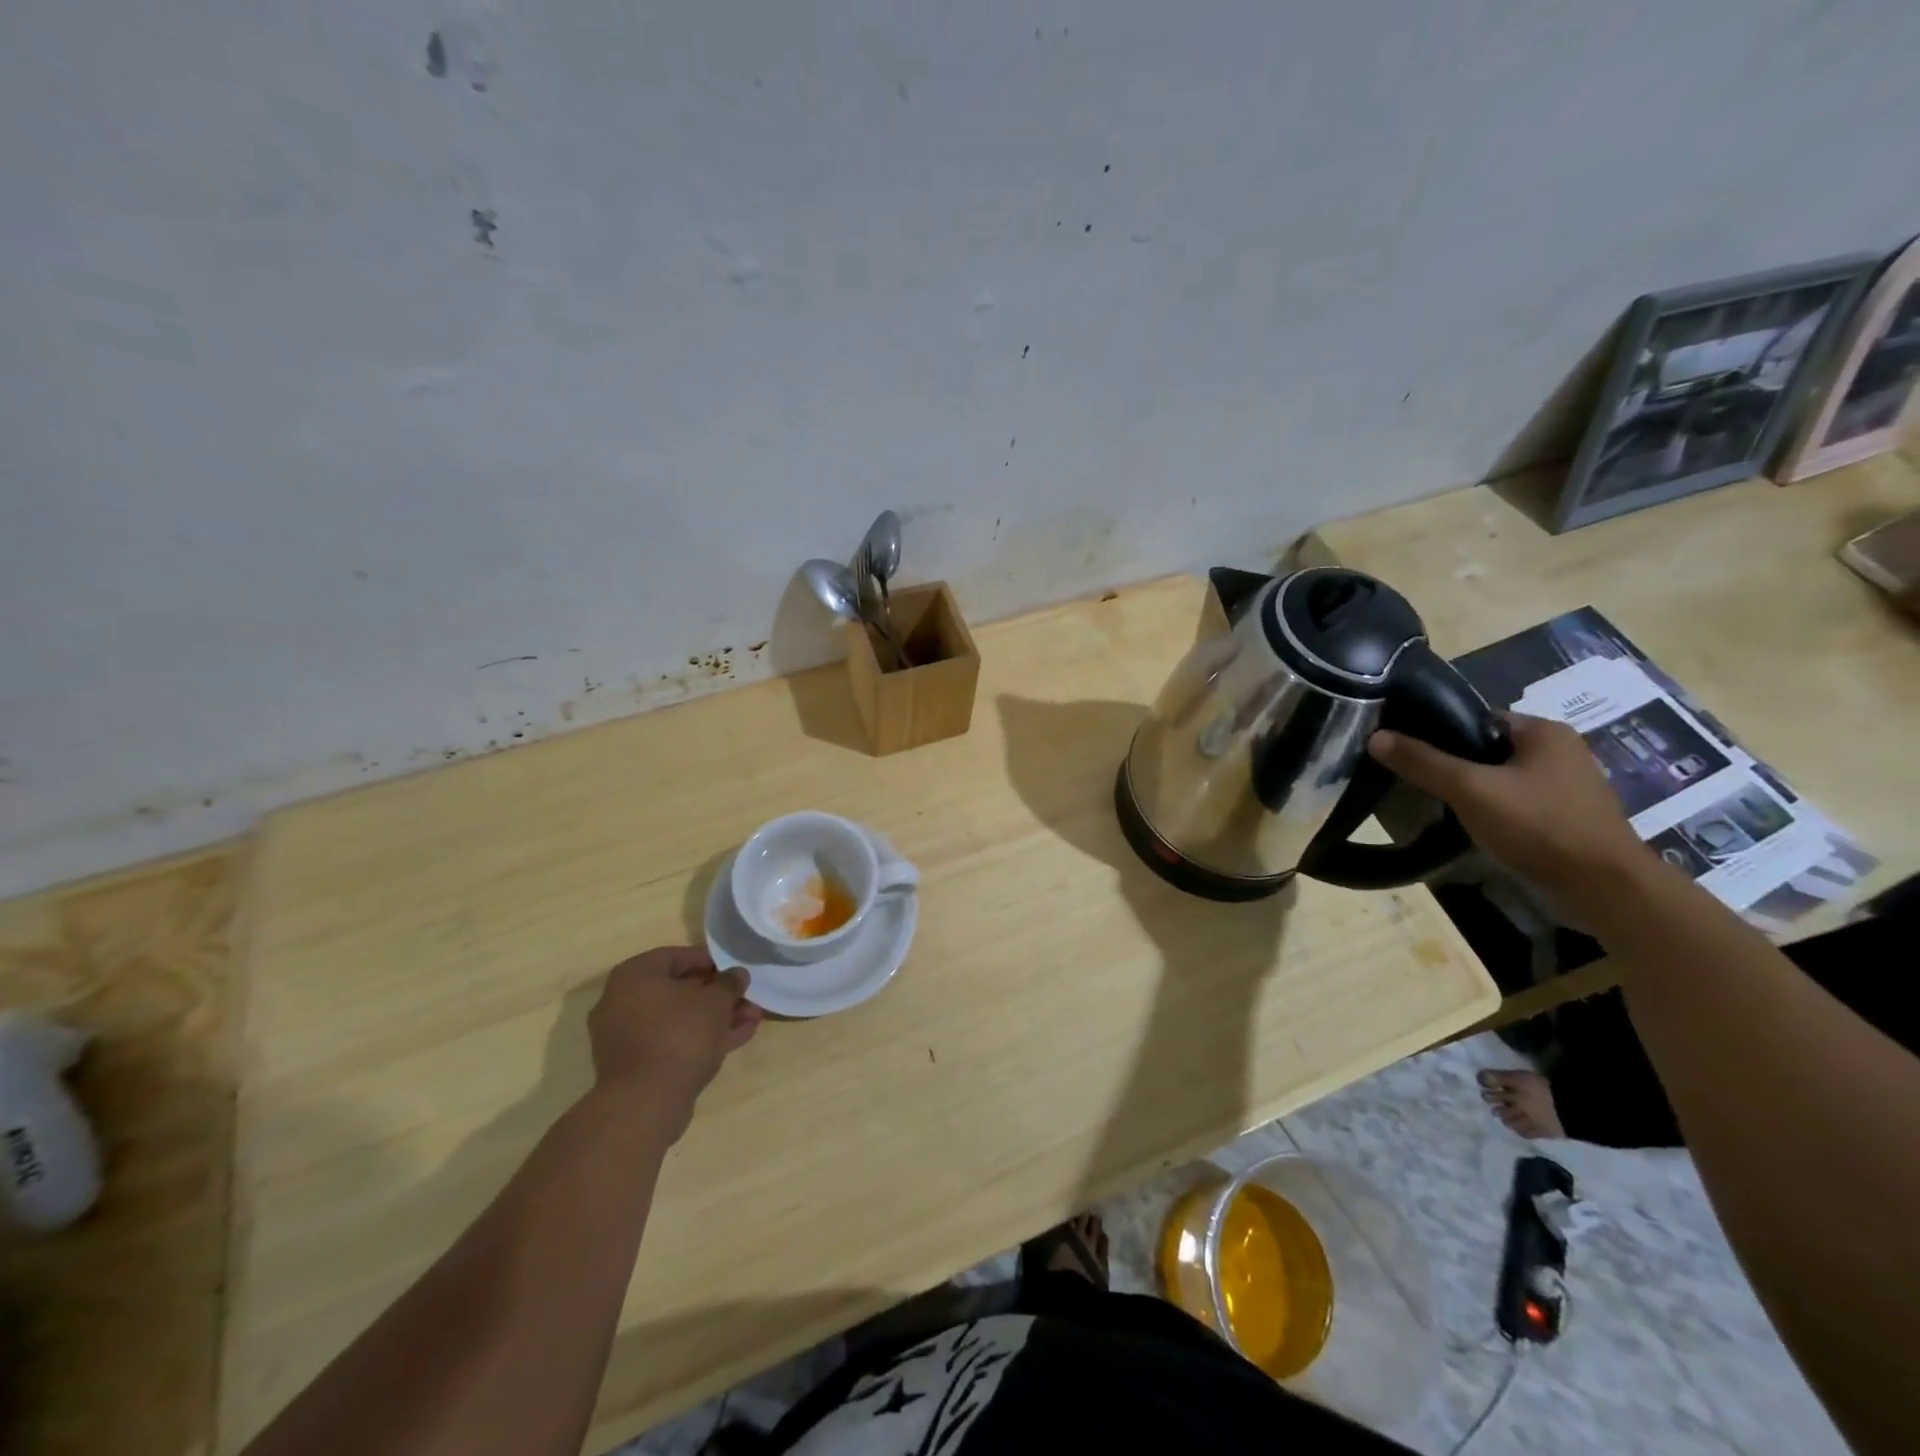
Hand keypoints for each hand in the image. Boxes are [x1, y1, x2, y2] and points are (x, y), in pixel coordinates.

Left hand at [587, 946, 762, 1138]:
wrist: (645, 1104)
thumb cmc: (679, 1035)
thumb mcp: (715, 1001)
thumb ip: (729, 983)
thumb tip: (737, 974)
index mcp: (634, 976)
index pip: (678, 956)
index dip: (712, 961)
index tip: (737, 971)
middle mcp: (623, 1001)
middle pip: (680, 989)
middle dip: (719, 995)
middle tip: (747, 998)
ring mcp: (627, 1036)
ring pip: (679, 1018)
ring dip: (716, 1017)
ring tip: (752, 1018)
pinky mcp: (637, 1065)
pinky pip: (673, 1041)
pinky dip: (701, 1038)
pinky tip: (737, 1038)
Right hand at [1368, 713, 1648, 907]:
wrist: (1602, 888)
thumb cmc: (1538, 825)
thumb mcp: (1469, 789)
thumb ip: (1423, 762)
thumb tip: (1375, 737)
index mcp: (1544, 731)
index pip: (1477, 718)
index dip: (1440, 731)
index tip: (1408, 749)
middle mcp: (1561, 751)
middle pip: (1488, 748)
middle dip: (1454, 764)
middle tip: (1417, 779)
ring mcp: (1567, 787)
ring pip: (1501, 778)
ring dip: (1472, 790)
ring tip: (1437, 803)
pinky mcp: (1567, 818)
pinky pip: (1516, 803)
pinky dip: (1493, 810)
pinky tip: (1471, 825)